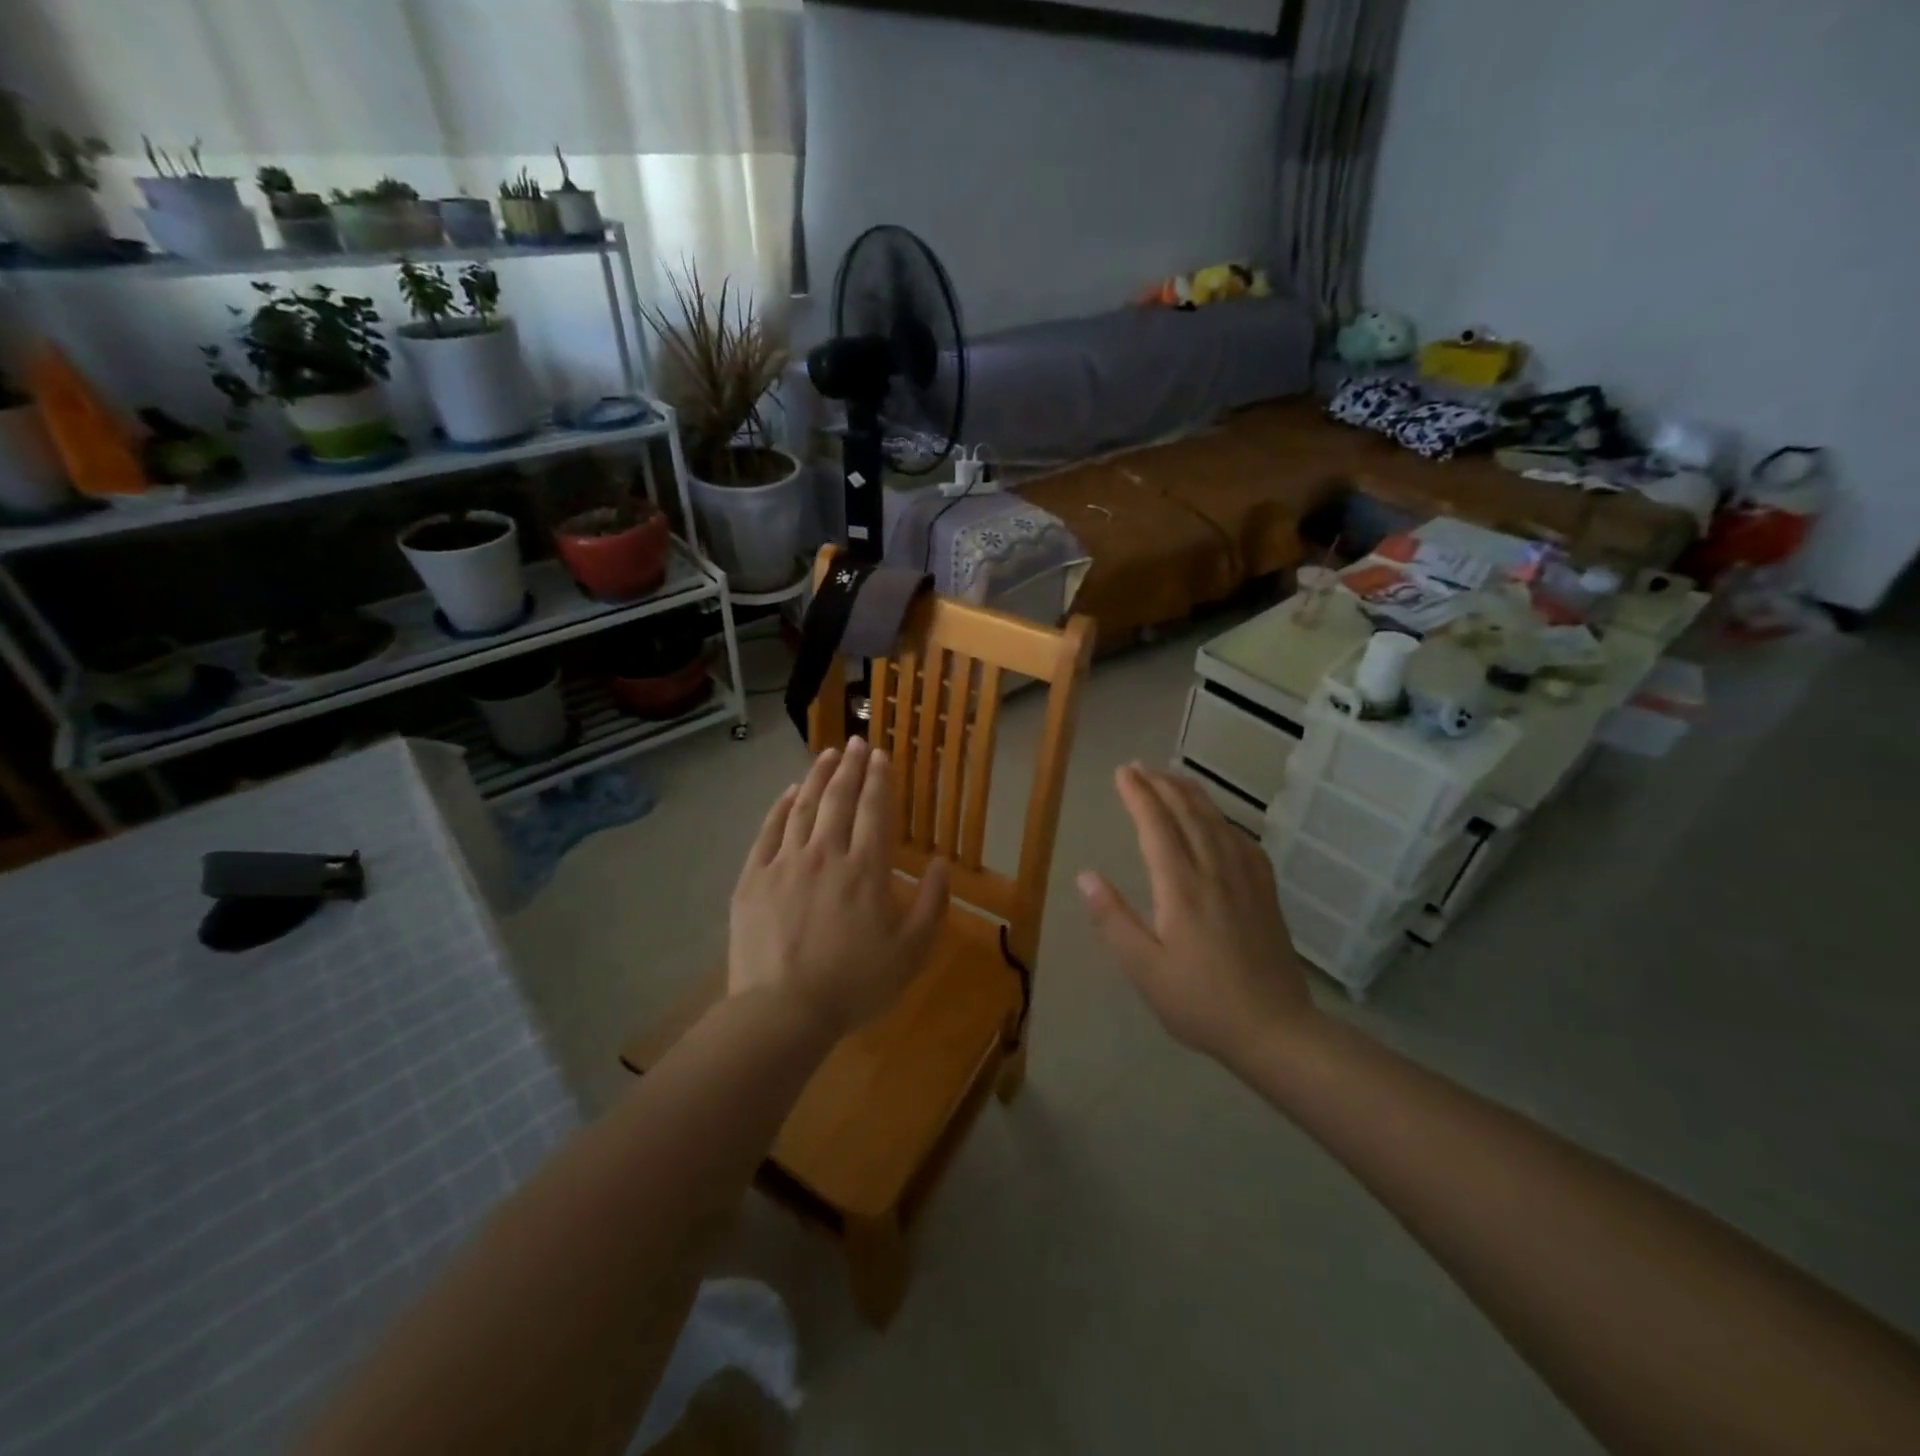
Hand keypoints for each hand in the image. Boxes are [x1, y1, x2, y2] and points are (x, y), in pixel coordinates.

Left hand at [730, 737, 949, 1038]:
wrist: (782, 1011)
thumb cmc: (853, 985)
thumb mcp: (910, 953)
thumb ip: (932, 905)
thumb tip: (942, 865)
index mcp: (865, 870)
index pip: (874, 811)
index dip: (879, 780)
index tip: (880, 756)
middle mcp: (826, 854)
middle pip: (839, 800)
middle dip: (850, 767)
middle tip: (855, 742)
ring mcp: (785, 863)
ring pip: (804, 807)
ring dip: (817, 777)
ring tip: (827, 754)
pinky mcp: (754, 878)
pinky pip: (769, 831)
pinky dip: (781, 807)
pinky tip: (789, 792)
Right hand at [1078, 764, 1314, 1065]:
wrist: (1276, 1029)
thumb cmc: (1201, 1003)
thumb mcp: (1145, 970)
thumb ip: (1113, 920)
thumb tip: (1085, 876)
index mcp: (1181, 888)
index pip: (1157, 827)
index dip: (1139, 795)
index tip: (1122, 772)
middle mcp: (1215, 872)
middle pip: (1188, 814)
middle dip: (1161, 785)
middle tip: (1139, 767)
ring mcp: (1245, 880)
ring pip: (1217, 822)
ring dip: (1192, 794)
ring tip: (1172, 777)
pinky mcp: (1265, 893)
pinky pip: (1243, 841)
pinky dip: (1223, 820)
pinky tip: (1218, 820)